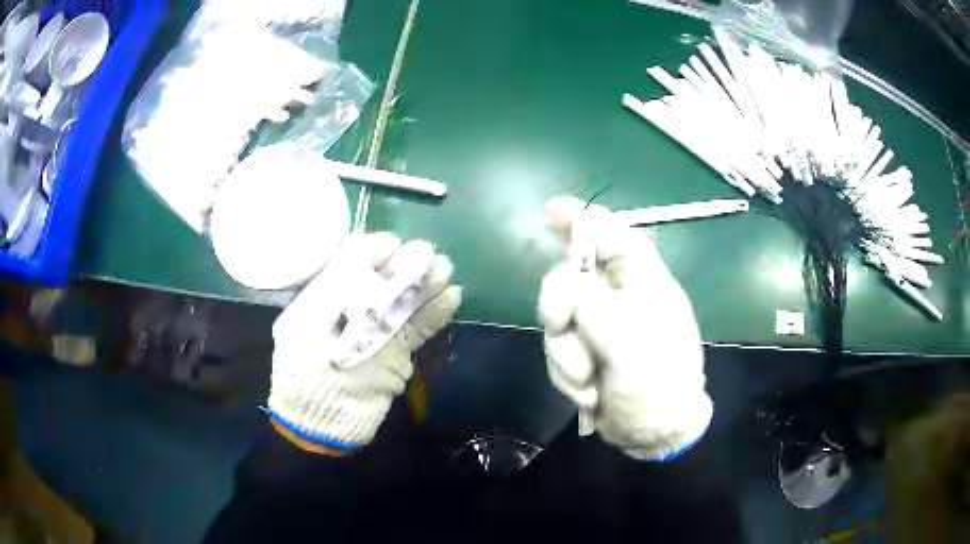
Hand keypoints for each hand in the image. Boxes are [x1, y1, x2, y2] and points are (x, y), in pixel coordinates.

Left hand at [268, 231, 460, 452]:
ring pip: (405, 301)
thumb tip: (361, 243)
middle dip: (405, 264)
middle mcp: (352, 309)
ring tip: (445, 269)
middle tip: (427, 255)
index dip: (374, 251)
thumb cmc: (304, 373)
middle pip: (383, 279)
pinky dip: (435, 313)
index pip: (352, 262)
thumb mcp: (306, 322)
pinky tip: (452, 296)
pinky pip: (419, 329)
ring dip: (426, 284)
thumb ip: (333, 283)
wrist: (322, 426)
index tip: (392, 247)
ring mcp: (376, 332)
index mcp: (324, 297)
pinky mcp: (397, 353)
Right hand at [538, 196, 711, 460]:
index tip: (552, 210)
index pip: (612, 236)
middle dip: (559, 304)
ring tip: (590, 381)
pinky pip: (558, 352)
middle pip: (570, 278)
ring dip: (567, 356)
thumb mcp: (630, 342)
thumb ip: (594, 305)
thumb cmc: (658, 383)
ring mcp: (599, 330)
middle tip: (560, 323)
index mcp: (643, 284)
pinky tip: (590, 394)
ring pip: (558, 321)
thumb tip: (566, 284)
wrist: (654, 433)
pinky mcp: (584, 356)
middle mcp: (617, 300)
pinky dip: (568, 375)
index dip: (584, 219)